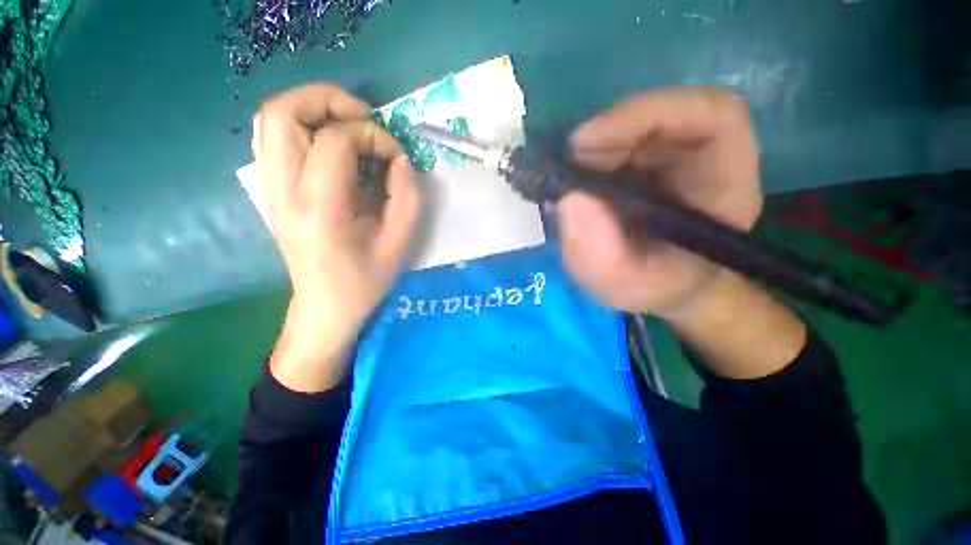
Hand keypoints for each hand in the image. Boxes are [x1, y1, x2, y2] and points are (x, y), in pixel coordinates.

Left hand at [253, 84, 420, 391]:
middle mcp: (282, 191)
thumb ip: (407, 197)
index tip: (395, 156)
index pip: (335, 141)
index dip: (372, 136)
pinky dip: (302, 126)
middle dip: (328, 100)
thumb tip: (401, 159)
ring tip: (349, 126)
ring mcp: (269, 189)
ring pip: (272, 119)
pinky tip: (331, 146)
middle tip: (364, 118)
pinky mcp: (271, 191)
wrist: (324, 307)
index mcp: (318, 209)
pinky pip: (274, 138)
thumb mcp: (399, 244)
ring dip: (312, 109)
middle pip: (282, 112)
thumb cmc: (365, 281)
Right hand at [558, 86, 762, 319]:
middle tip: (564, 166)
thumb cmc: (655, 286)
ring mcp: (675, 155)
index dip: (647, 114)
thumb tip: (569, 202)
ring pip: (636, 126)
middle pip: (663, 115)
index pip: (711, 115)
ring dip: (594, 147)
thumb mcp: (626, 285)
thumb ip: (601, 257)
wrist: (663, 285)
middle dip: (606, 135)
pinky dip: (589, 157)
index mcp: (724, 182)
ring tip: (566, 179)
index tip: (585, 143)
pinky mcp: (649, 160)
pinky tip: (573, 180)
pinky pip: (620, 142)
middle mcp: (705, 157)